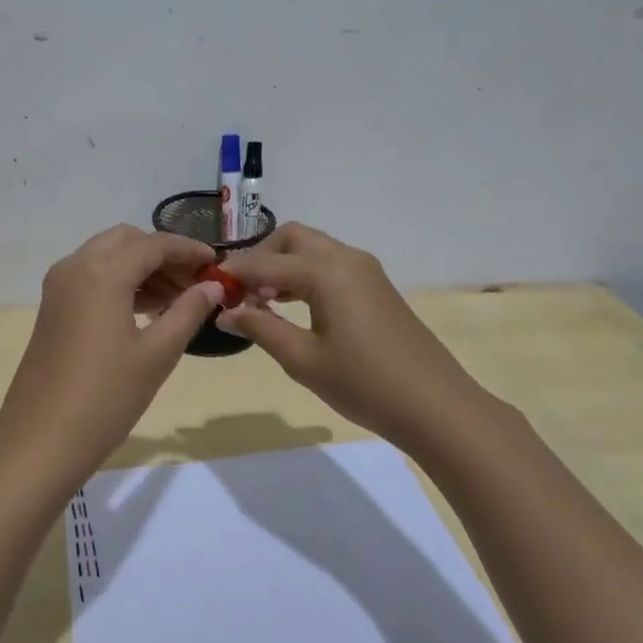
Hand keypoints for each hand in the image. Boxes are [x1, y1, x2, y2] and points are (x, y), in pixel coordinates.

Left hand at [0, 226, 223, 491]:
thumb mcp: (157, 355)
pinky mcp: (52, 307)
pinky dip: (120, 282)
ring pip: (107, 257)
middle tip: (196, 282)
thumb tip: (213, 287)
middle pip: (126, 241)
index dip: (189, 250)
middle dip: (163, 254)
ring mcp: (58, 287)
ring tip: (179, 300)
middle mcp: (75, 267)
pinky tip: (147, 310)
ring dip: (142, 268)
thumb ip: (188, 312)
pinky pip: (91, 277)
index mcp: (101, 272)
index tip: (217, 264)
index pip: (153, 244)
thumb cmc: (106, 398)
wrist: (42, 440)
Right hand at [219, 223, 481, 447]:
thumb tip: (224, 312)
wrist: (434, 405)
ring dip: (283, 265)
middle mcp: (346, 258)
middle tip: (240, 292)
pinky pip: (330, 265)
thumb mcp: (302, 359)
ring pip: (312, 249)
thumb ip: (260, 327)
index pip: (265, 261)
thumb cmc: (363, 384)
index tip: (208, 287)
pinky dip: (304, 275)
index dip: (234, 273)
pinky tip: (292, 306)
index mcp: (326, 271)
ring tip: (261, 302)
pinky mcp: (375, 286)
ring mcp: (365, 271)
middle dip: (261, 257)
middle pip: (292, 238)